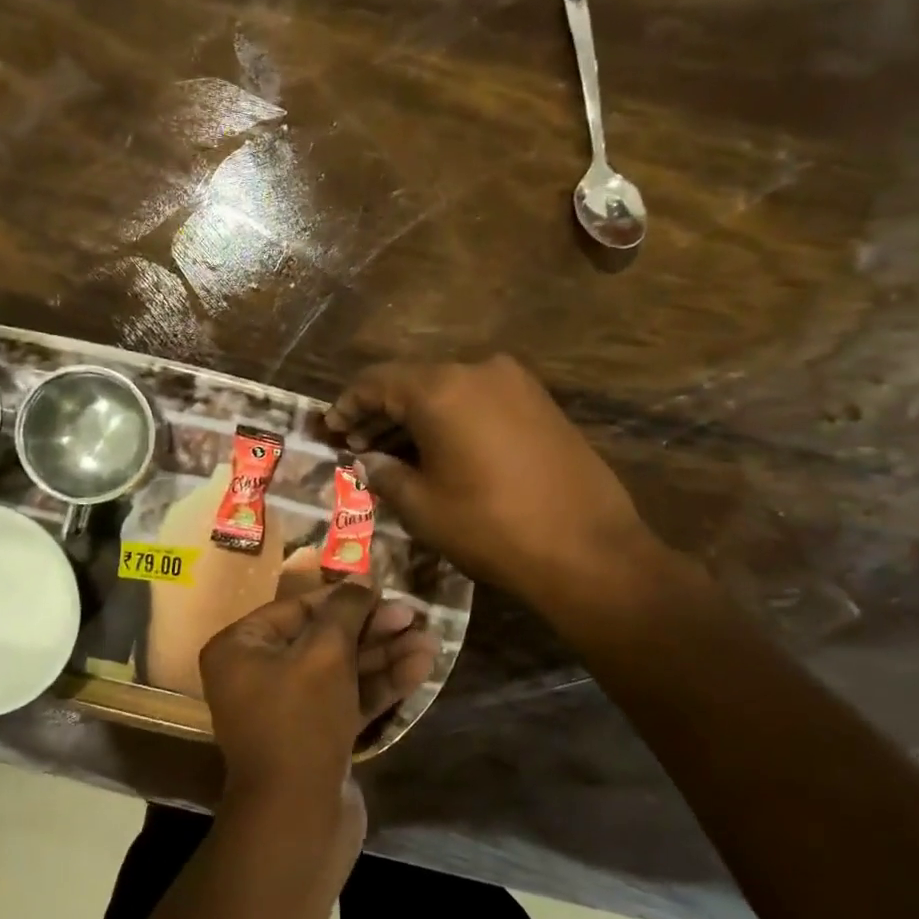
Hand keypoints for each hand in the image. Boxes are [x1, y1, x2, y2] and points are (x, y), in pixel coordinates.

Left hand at [200, 581, 436, 830]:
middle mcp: (258, 674)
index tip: (384, 591)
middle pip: (322, 638)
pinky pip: (348, 699)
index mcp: (240, 649)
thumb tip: (362, 581)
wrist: (298, 820)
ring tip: (430, 640)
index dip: (343, 599)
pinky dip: (380, 684)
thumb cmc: (301, 721)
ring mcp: (288, 709)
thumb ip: (345, 612)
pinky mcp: (317, 737)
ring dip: (384, 655)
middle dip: (370, 628)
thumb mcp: (324, 655)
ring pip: (341, 670)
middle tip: (415, 616)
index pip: (296, 609)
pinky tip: (420, 668)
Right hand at [324, 354, 666, 612]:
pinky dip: (451, 419)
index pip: (376, 382)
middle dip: (380, 412)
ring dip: (416, 417)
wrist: (587, 548)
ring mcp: (515, 383)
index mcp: (441, 389)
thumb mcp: (422, 506)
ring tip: (393, 452)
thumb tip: (368, 460)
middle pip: (412, 382)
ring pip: (448, 391)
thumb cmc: (490, 527)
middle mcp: (478, 370)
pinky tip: (439, 450)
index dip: (347, 405)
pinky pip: (479, 401)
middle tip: (357, 444)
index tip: (331, 429)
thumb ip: (385, 473)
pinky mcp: (540, 403)